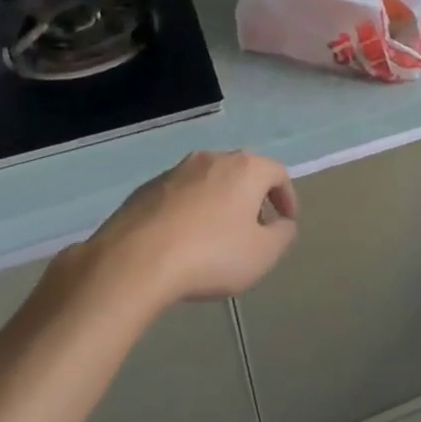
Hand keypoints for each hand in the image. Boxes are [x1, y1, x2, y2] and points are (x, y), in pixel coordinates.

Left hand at [79, 150, 298, 306]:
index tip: (286, 222)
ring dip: (219, 203)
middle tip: (255, 228)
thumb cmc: (211, 255)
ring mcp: (175, 171)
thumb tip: (282, 224)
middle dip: (253, 198)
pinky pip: (179, 196)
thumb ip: (283, 235)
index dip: (287, 198)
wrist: (133, 261)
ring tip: (217, 236)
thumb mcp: (263, 254)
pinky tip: (183, 241)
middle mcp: (212, 159)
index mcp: (245, 168)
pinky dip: (190, 212)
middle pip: (242, 173)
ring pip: (209, 182)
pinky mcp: (145, 189)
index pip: (278, 174)